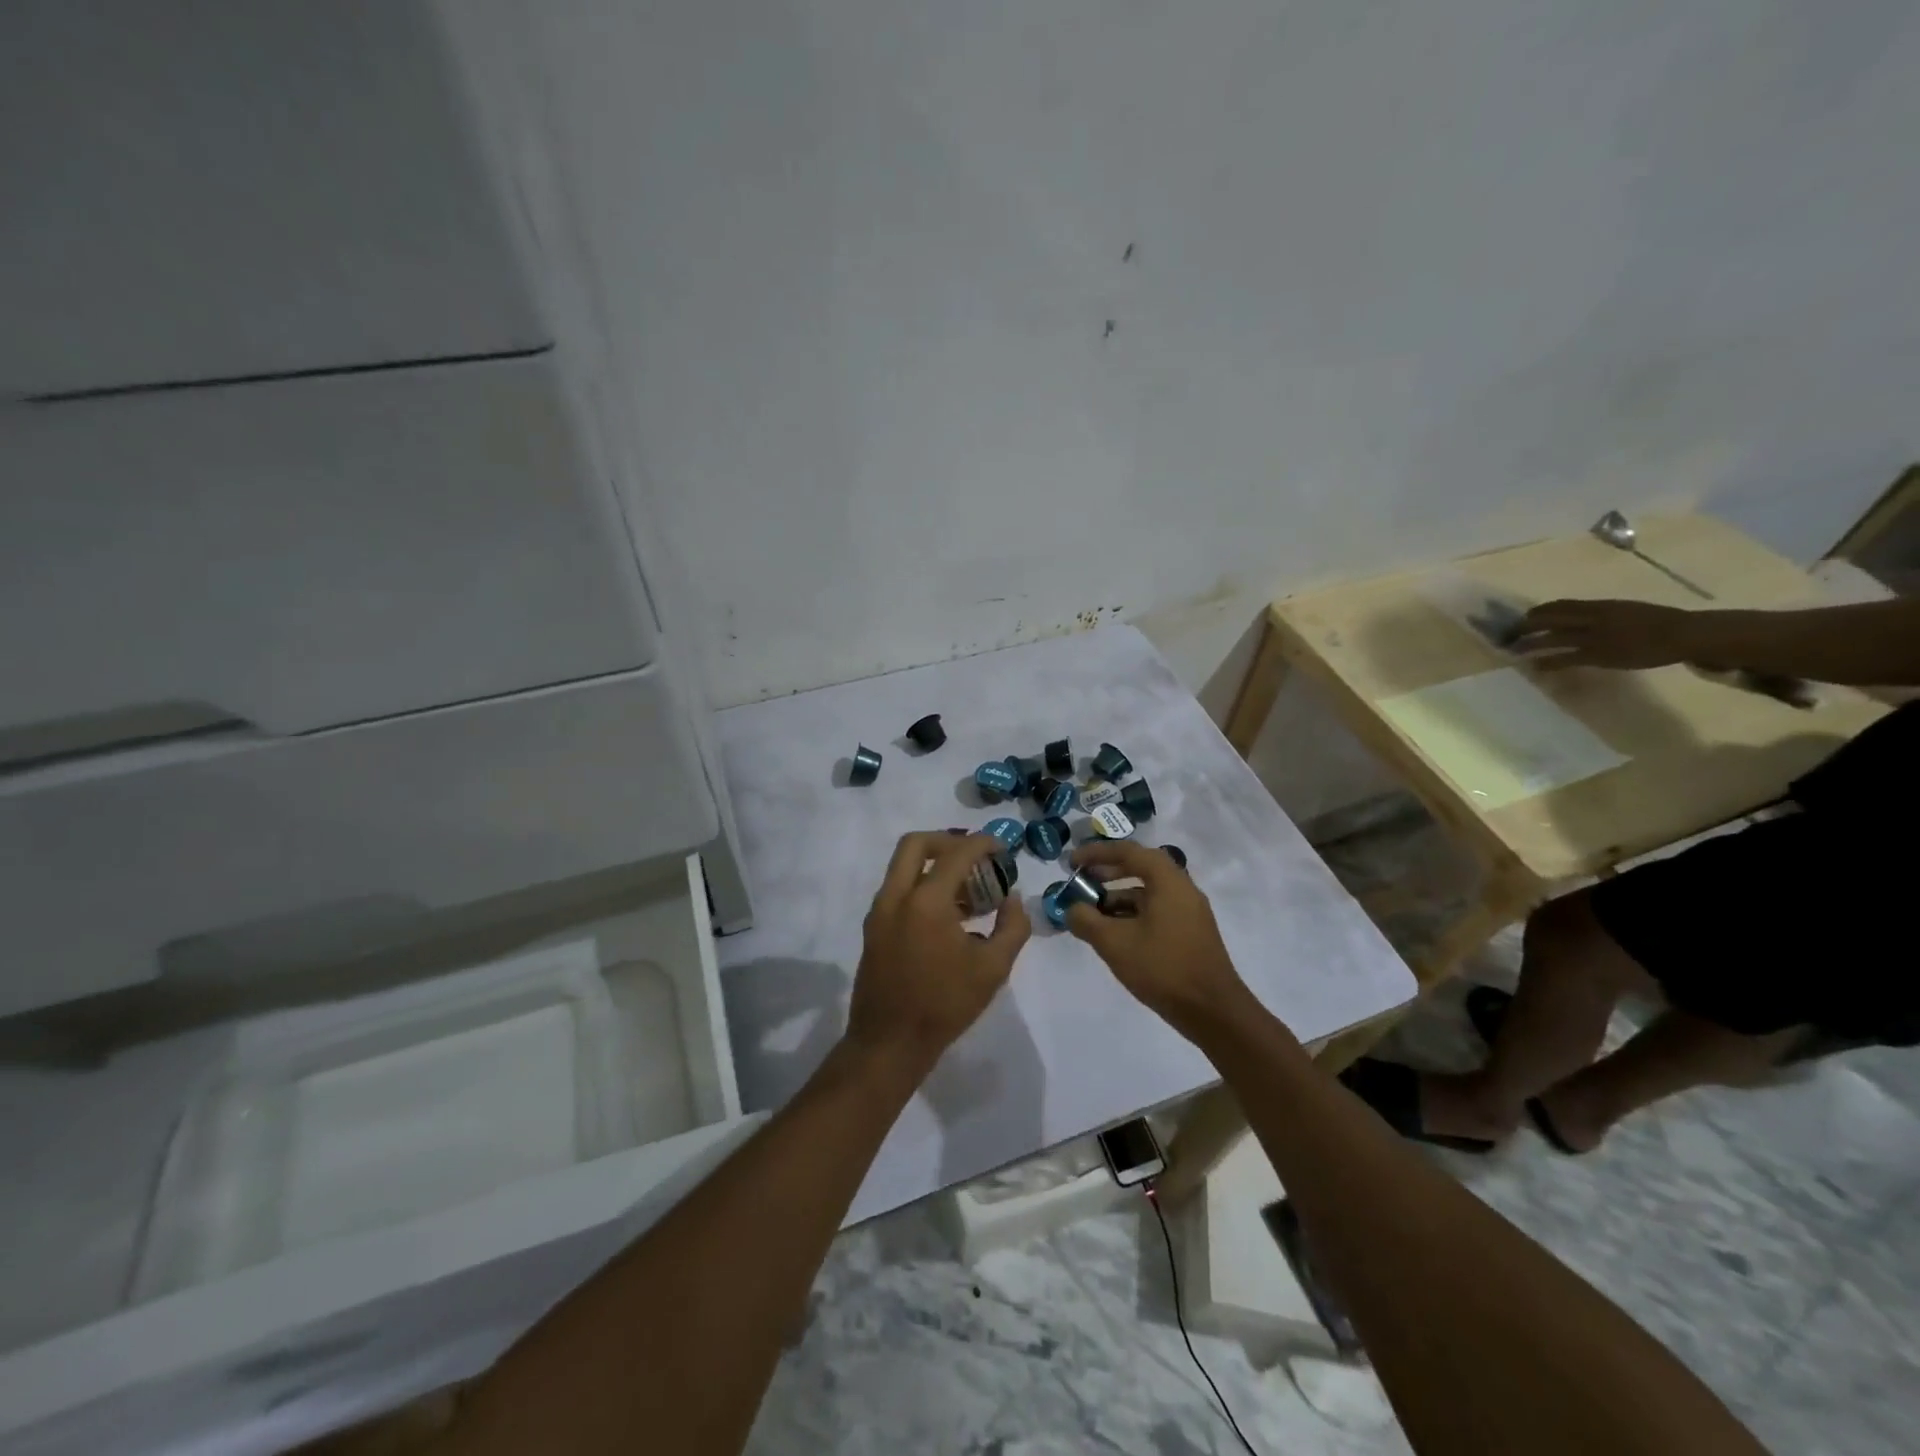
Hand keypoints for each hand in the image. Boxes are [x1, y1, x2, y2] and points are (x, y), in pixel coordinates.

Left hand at [846, 832, 1031, 1070]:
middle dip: (947, 840)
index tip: (1002, 848)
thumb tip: (1012, 899)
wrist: (889, 1043)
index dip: (983, 843)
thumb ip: (1012, 927)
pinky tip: (949, 916)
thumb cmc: (945, 1005)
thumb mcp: (993, 968)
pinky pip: (898, 890)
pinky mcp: (873, 928)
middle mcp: (896, 896)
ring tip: (968, 891)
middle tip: (974, 856)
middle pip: (916, 844)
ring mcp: (879, 912)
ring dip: (934, 866)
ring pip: (903, 866)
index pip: (957, 853)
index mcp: (926, 901)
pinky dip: (922, 886)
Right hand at [1062, 840, 1256, 1039]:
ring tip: (1090, 913)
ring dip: (1117, 897)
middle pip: (1140, 868)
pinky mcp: (1190, 933)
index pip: (1128, 852)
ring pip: (1147, 893)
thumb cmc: (1163, 967)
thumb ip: (1086, 920)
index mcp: (1168, 881)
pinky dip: (1132, 914)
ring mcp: (1189, 912)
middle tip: (1080, 881)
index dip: (1096, 853)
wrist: (1213, 1011)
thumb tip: (1071, 909)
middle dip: (1106, 872)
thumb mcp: (1115, 943)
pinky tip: (1114, 934)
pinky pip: (1156, 911)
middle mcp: (1182, 888)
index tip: (1071, 862)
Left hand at [1514, 598, 1702, 669]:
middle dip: (1526, 625)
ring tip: (1514, 650)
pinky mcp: (1599, 655)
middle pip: (1549, 619)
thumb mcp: (1625, 609)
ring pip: (1553, 639)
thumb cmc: (1658, 621)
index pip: (1561, 605)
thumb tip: (1579, 617)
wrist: (1684, 633)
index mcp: (1601, 605)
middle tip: (1510, 633)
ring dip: (1530, 644)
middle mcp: (1592, 618)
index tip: (1526, 616)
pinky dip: (1547, 662)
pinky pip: (1566, 659)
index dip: (1539, 611)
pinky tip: (1535, 666)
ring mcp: (1595, 637)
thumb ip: (1601, 612)